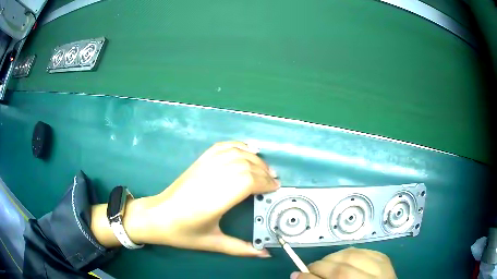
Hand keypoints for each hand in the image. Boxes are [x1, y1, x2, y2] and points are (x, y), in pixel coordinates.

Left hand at [91, 141, 278, 256]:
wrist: (156, 216)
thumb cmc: (182, 232)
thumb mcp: (212, 243)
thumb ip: (241, 249)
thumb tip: (264, 255)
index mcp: (214, 200)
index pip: (246, 181)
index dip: (264, 182)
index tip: (275, 189)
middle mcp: (210, 179)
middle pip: (244, 165)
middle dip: (263, 171)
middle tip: (273, 181)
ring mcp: (202, 167)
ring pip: (234, 154)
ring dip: (254, 158)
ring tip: (264, 168)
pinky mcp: (198, 163)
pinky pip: (220, 147)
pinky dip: (237, 145)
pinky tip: (246, 150)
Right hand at [291, 248, 395, 278]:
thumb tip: (297, 275)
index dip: (311, 278)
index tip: (296, 274)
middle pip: (342, 270)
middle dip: (320, 267)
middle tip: (310, 269)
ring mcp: (383, 268)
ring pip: (354, 255)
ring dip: (333, 257)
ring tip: (324, 264)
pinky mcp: (385, 259)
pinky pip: (364, 250)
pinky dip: (348, 253)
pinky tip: (342, 259)